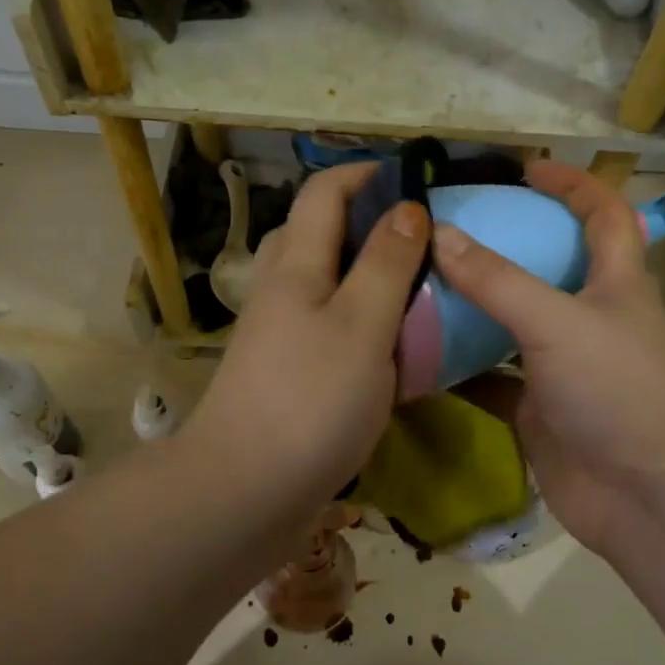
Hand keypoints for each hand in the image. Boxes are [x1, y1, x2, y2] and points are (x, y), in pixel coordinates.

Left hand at [183, 163, 428, 539]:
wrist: (244, 491)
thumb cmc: (311, 401)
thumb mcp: (362, 325)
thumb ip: (386, 264)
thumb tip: (407, 207)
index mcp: (296, 266)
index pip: (324, 193)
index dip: (366, 174)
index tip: (415, 179)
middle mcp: (280, 290)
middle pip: (316, 232)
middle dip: (366, 222)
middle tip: (420, 238)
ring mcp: (278, 334)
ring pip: (322, 282)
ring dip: (364, 273)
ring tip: (413, 288)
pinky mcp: (285, 373)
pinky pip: (325, 325)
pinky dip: (359, 319)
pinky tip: (389, 344)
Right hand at [434, 160, 664, 560]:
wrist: (647, 499)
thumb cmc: (618, 392)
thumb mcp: (558, 323)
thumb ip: (498, 280)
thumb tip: (438, 234)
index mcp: (614, 283)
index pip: (603, 214)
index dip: (572, 184)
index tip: (523, 169)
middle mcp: (589, 319)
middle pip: (547, 266)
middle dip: (504, 243)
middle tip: (446, 229)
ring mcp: (562, 367)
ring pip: (511, 324)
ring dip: (472, 307)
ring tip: (418, 283)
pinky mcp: (538, 410)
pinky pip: (490, 379)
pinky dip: (458, 368)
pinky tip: (415, 355)